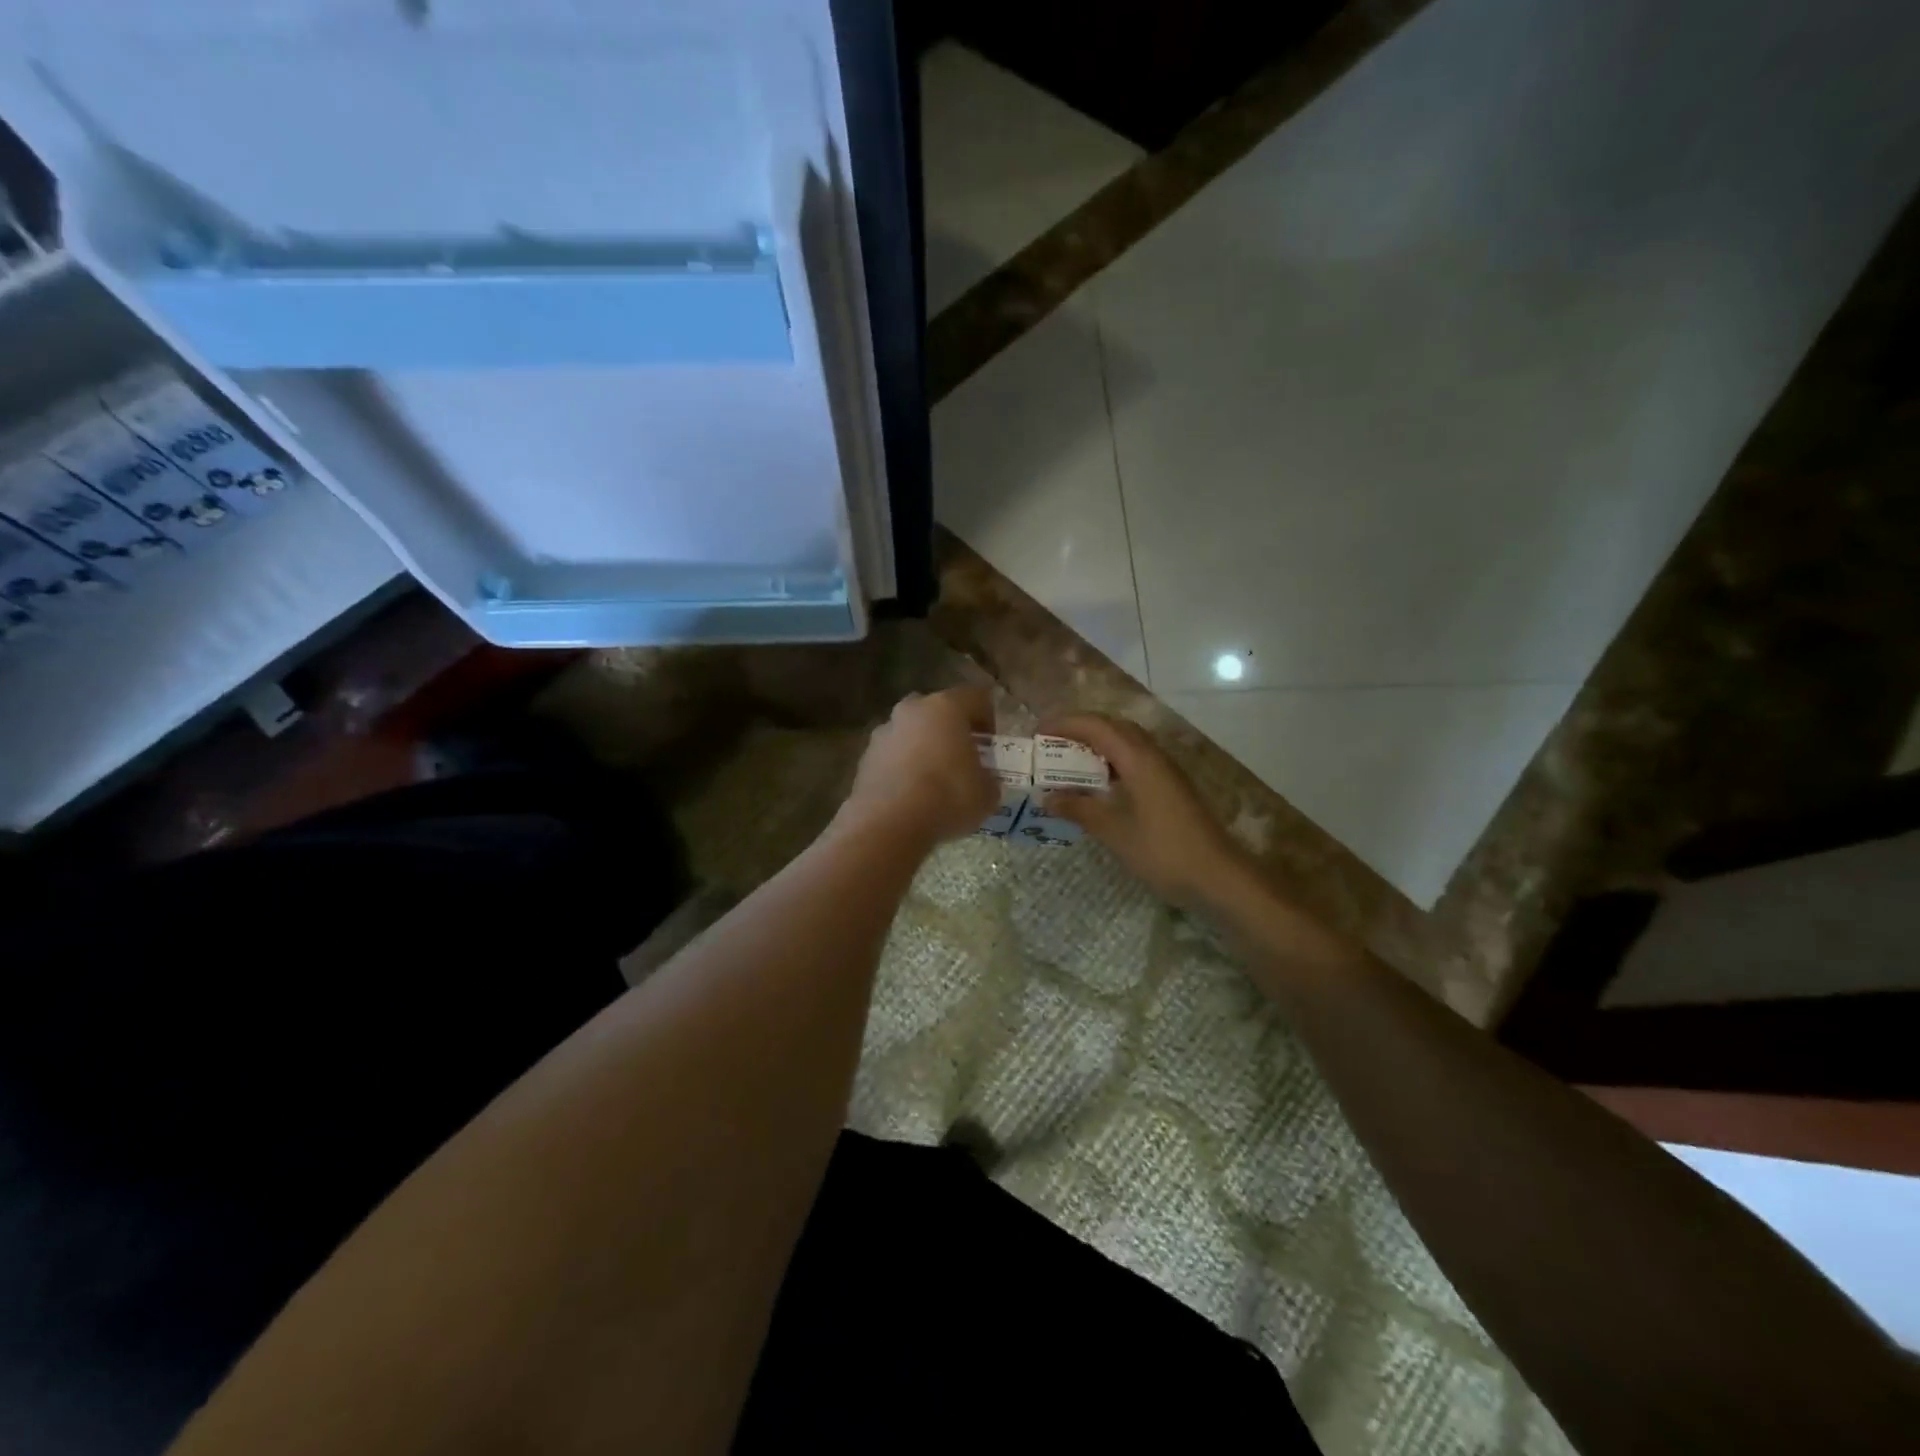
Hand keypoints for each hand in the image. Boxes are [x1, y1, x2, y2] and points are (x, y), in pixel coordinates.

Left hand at [841, 686, 998, 845]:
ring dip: (923, 748)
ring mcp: (884, 732)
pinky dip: (902, 768)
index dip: (988, 717)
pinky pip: (891, 755)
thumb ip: (988, 778)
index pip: (976, 696)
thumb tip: (982, 780)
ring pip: (910, 732)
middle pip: (937, 710)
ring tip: (934, 780)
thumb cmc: (947, 798)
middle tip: (962, 758)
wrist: (888, 824)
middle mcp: (912, 710)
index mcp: (946, 707)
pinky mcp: (865, 758)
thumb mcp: (987, 794)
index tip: (990, 744)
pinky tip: (911, 794)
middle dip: (951, 729)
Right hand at [1036, 713, 1253, 910]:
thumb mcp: (1114, 832)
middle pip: (1113, 727)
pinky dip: (1111, 763)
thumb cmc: (1164, 852)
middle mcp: (1153, 756)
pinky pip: (1135, 760)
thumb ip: (1080, 809)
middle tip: (1050, 745)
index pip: (1096, 726)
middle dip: (1079, 730)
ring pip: (1126, 743)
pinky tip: (1098, 786)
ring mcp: (1165, 771)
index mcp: (1138, 759)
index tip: (1036, 734)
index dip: (1064, 724)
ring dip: (1096, 746)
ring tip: (1067, 763)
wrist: (1219, 877)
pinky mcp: (1171, 787)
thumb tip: (1047, 797)